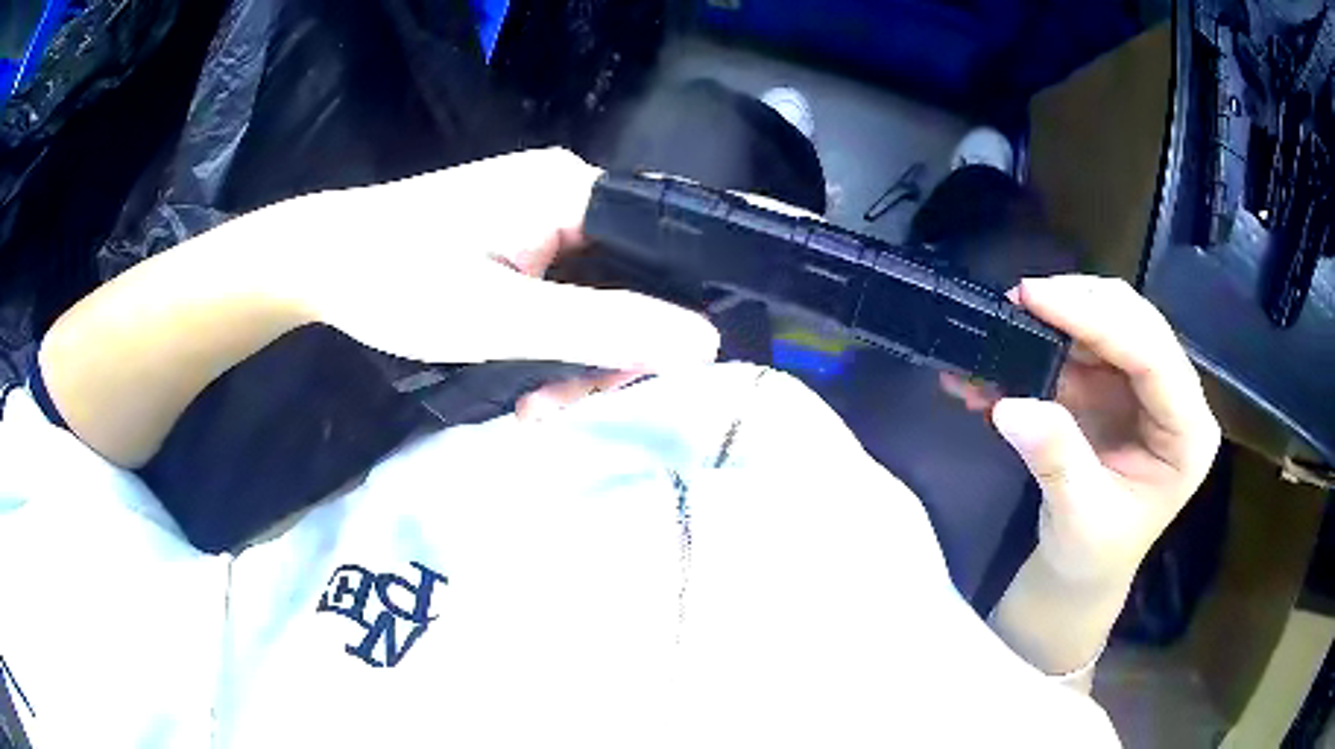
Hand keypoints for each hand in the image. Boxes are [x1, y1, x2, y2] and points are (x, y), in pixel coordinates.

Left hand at [270, 149, 719, 412]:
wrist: (321, 263)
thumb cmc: (400, 281)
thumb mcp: (502, 317)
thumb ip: (604, 326)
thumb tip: (707, 342)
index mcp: (573, 190)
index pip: (667, 245)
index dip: (672, 313)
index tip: (639, 375)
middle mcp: (566, 194)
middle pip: (632, 277)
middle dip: (609, 350)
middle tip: (567, 401)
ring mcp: (537, 216)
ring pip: (595, 294)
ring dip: (574, 357)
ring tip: (535, 407)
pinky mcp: (513, 240)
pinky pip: (560, 294)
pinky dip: (549, 342)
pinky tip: (522, 385)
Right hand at [948, 276, 1220, 581]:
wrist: (1084, 570)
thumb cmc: (1093, 556)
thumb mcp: (1078, 519)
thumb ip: (1055, 460)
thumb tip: (1011, 406)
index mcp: (1188, 435)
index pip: (1152, 356)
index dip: (1097, 320)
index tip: (1035, 297)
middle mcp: (1176, 398)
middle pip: (1136, 322)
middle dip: (1077, 304)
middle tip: (1018, 301)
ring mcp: (1148, 388)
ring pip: (1110, 321)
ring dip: (1057, 319)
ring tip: (1005, 326)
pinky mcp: (1120, 386)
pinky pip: (1085, 344)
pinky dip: (1046, 342)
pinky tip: (1007, 354)